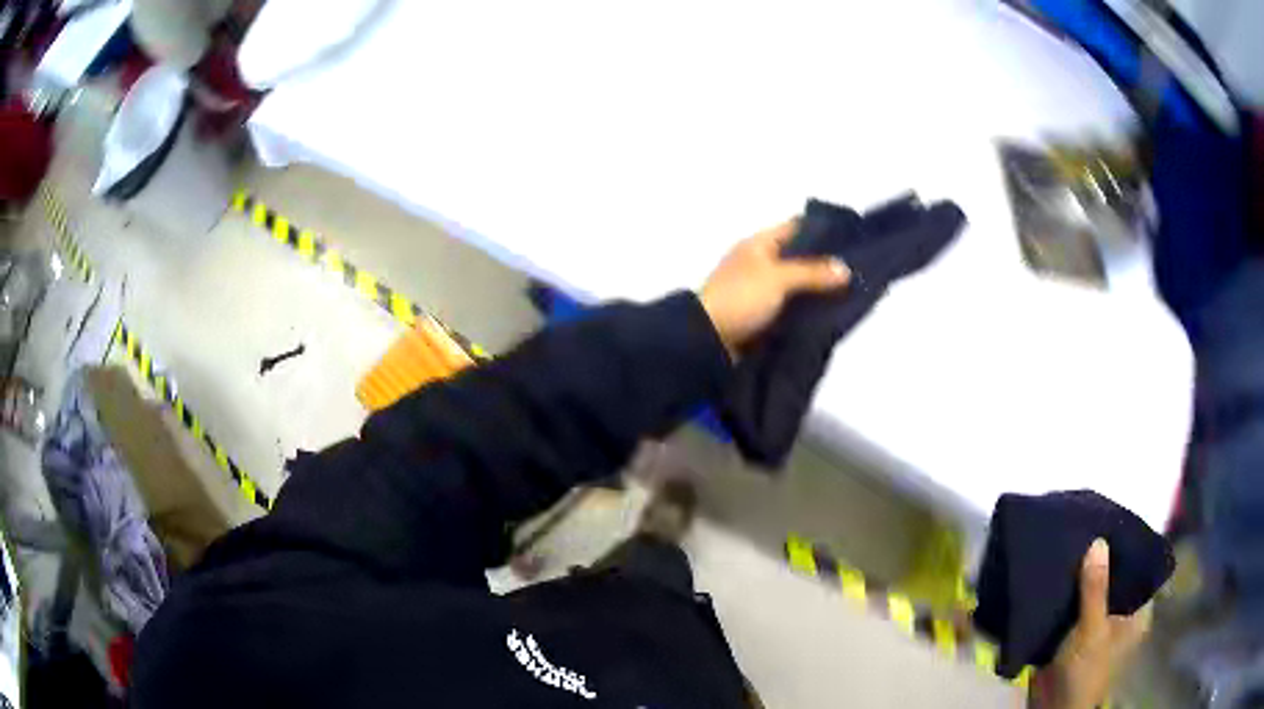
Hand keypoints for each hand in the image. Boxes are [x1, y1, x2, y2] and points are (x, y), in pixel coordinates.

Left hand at [699, 220, 849, 357]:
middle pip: (799, 258)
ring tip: (854, 293)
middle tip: (859, 269)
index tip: (852, 238)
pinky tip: (832, 315)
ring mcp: (761, 291)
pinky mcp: (763, 316)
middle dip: (826, 264)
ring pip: (798, 285)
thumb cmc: (740, 297)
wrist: (707, 339)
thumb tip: (845, 269)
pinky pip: (791, 308)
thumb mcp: (778, 279)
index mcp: (759, 244)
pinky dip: (808, 310)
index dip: (822, 230)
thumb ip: (813, 273)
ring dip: (819, 290)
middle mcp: (760, 263)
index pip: (796, 228)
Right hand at [1031, 539, 1152, 708]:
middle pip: (1113, 578)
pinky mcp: (1073, 633)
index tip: (1112, 520)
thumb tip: (1099, 540)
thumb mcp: (1092, 632)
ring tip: (1069, 541)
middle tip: (1086, 525)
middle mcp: (1120, 613)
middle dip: (1099, 558)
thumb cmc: (1084, 673)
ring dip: (1080, 574)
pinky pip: (1073, 605)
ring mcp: (1097, 624)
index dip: (1127, 546)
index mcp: (1136, 612)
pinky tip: (1055, 572)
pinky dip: (1065, 592)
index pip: (1138, 569)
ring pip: (1091, 591)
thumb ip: (1096, 591)